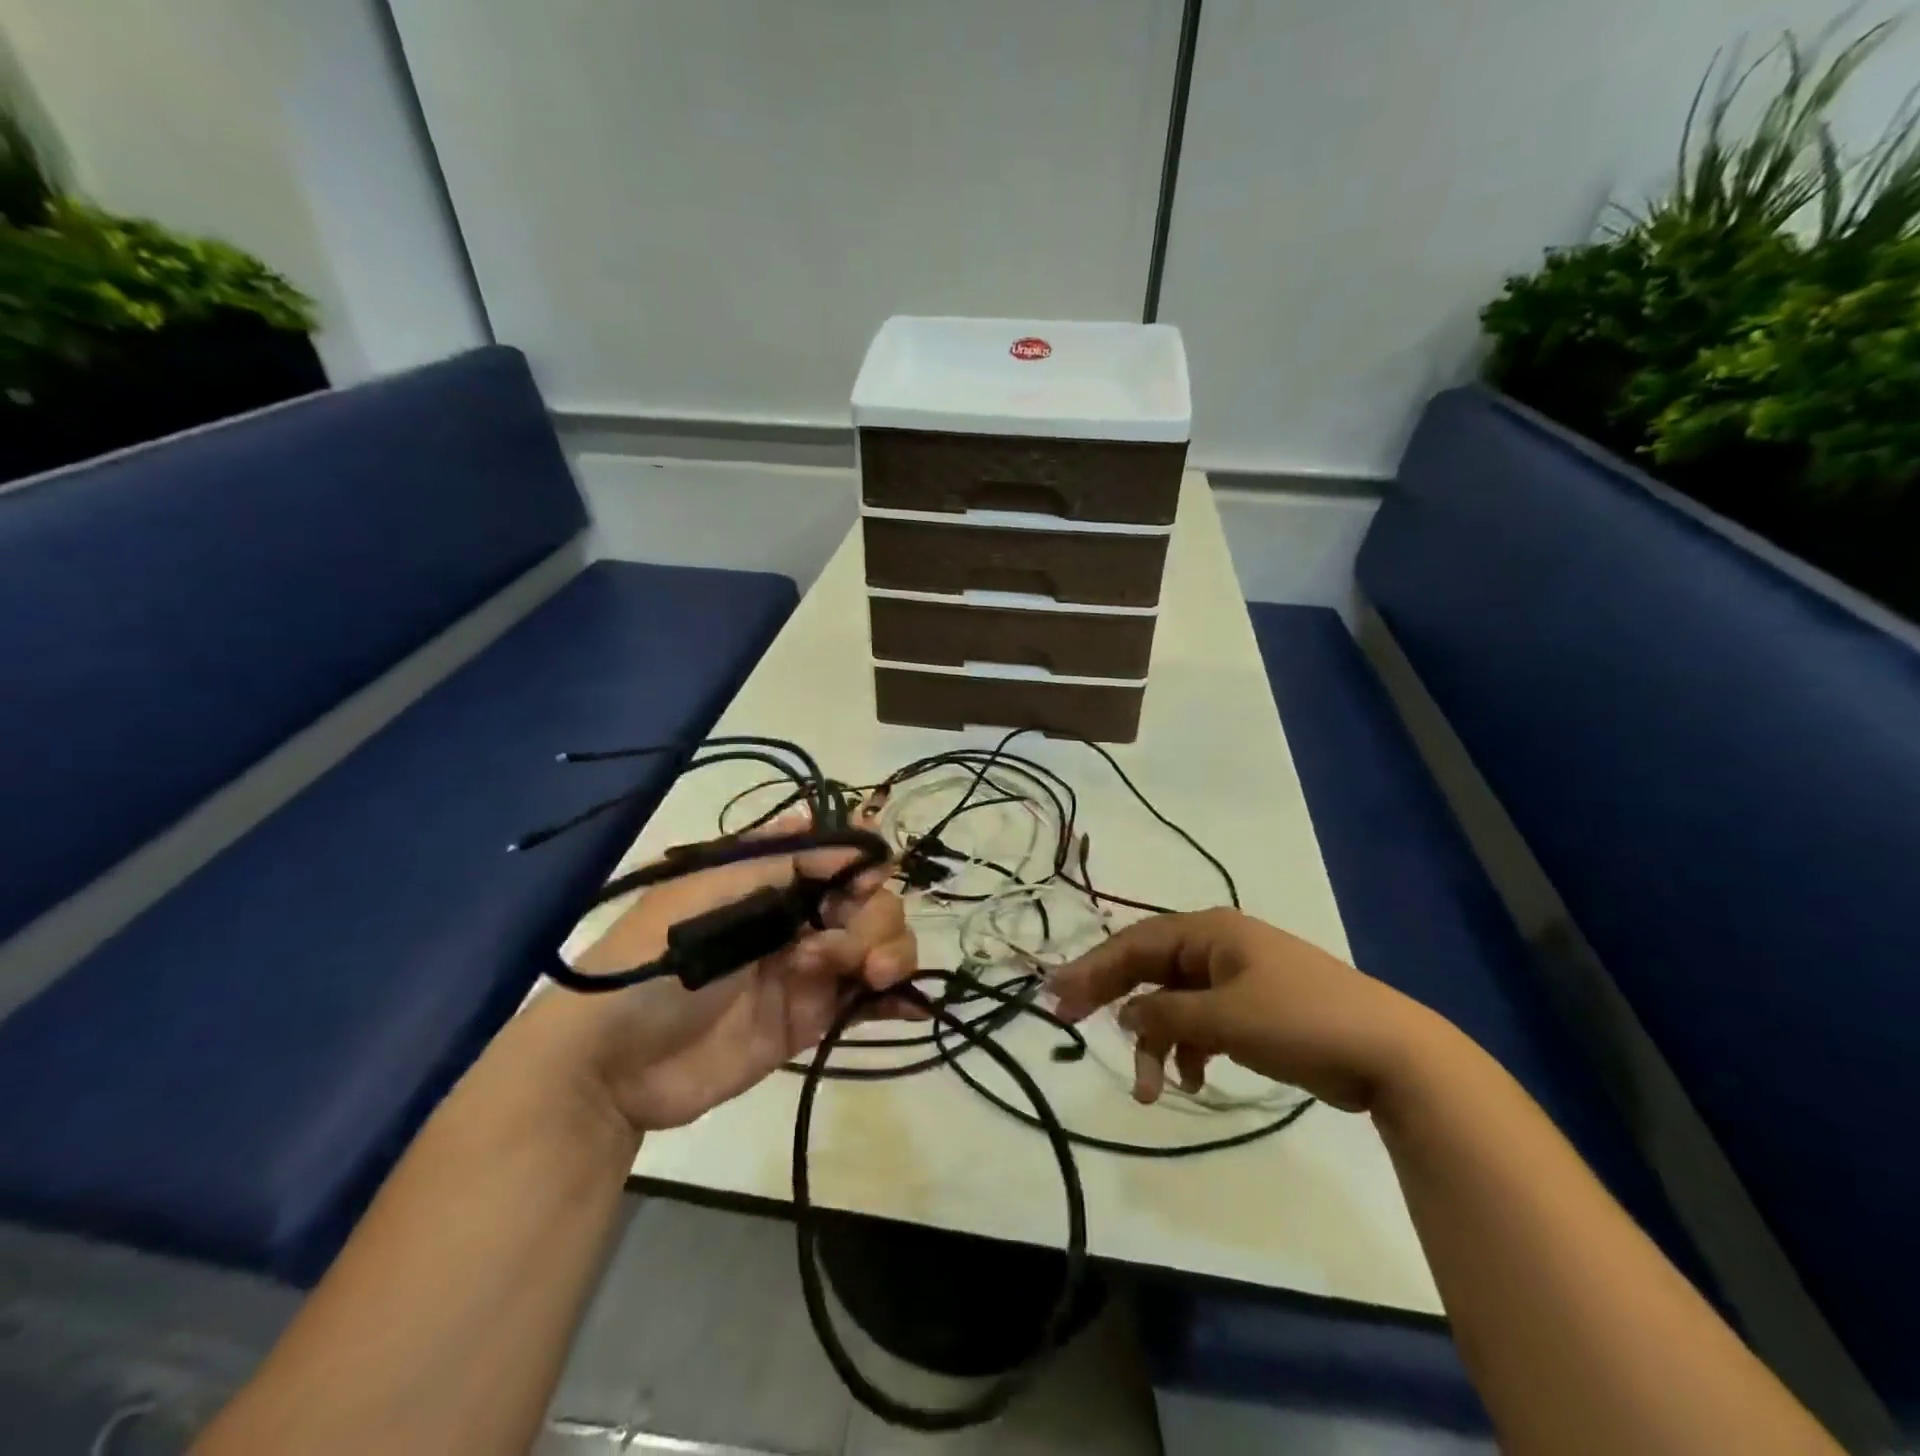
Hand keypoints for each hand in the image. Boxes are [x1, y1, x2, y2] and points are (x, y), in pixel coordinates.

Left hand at [548, 813, 917, 1132]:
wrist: (610, 1065)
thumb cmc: (653, 962)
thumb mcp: (709, 895)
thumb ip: (783, 865)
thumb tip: (854, 833)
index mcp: (768, 881)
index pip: (837, 860)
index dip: (864, 865)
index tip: (872, 878)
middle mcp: (794, 919)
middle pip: (868, 904)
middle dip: (875, 920)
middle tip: (848, 953)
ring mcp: (806, 971)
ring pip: (876, 947)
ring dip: (890, 953)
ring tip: (871, 977)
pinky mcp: (809, 1021)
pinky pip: (864, 1001)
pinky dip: (895, 998)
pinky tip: (911, 1004)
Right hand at [1048, 908, 1434, 1112]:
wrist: (1389, 1053)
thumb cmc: (1301, 1019)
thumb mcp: (1226, 1017)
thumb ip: (1168, 1017)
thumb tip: (1125, 1016)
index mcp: (1208, 932)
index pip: (1135, 944)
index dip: (1092, 967)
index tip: (1056, 993)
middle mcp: (1215, 948)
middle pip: (1148, 969)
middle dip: (1112, 998)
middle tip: (1069, 1020)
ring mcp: (1234, 980)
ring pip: (1173, 1004)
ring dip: (1156, 1042)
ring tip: (1149, 1088)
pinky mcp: (1251, 1012)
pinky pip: (1201, 1024)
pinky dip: (1189, 1050)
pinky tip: (1192, 1081)